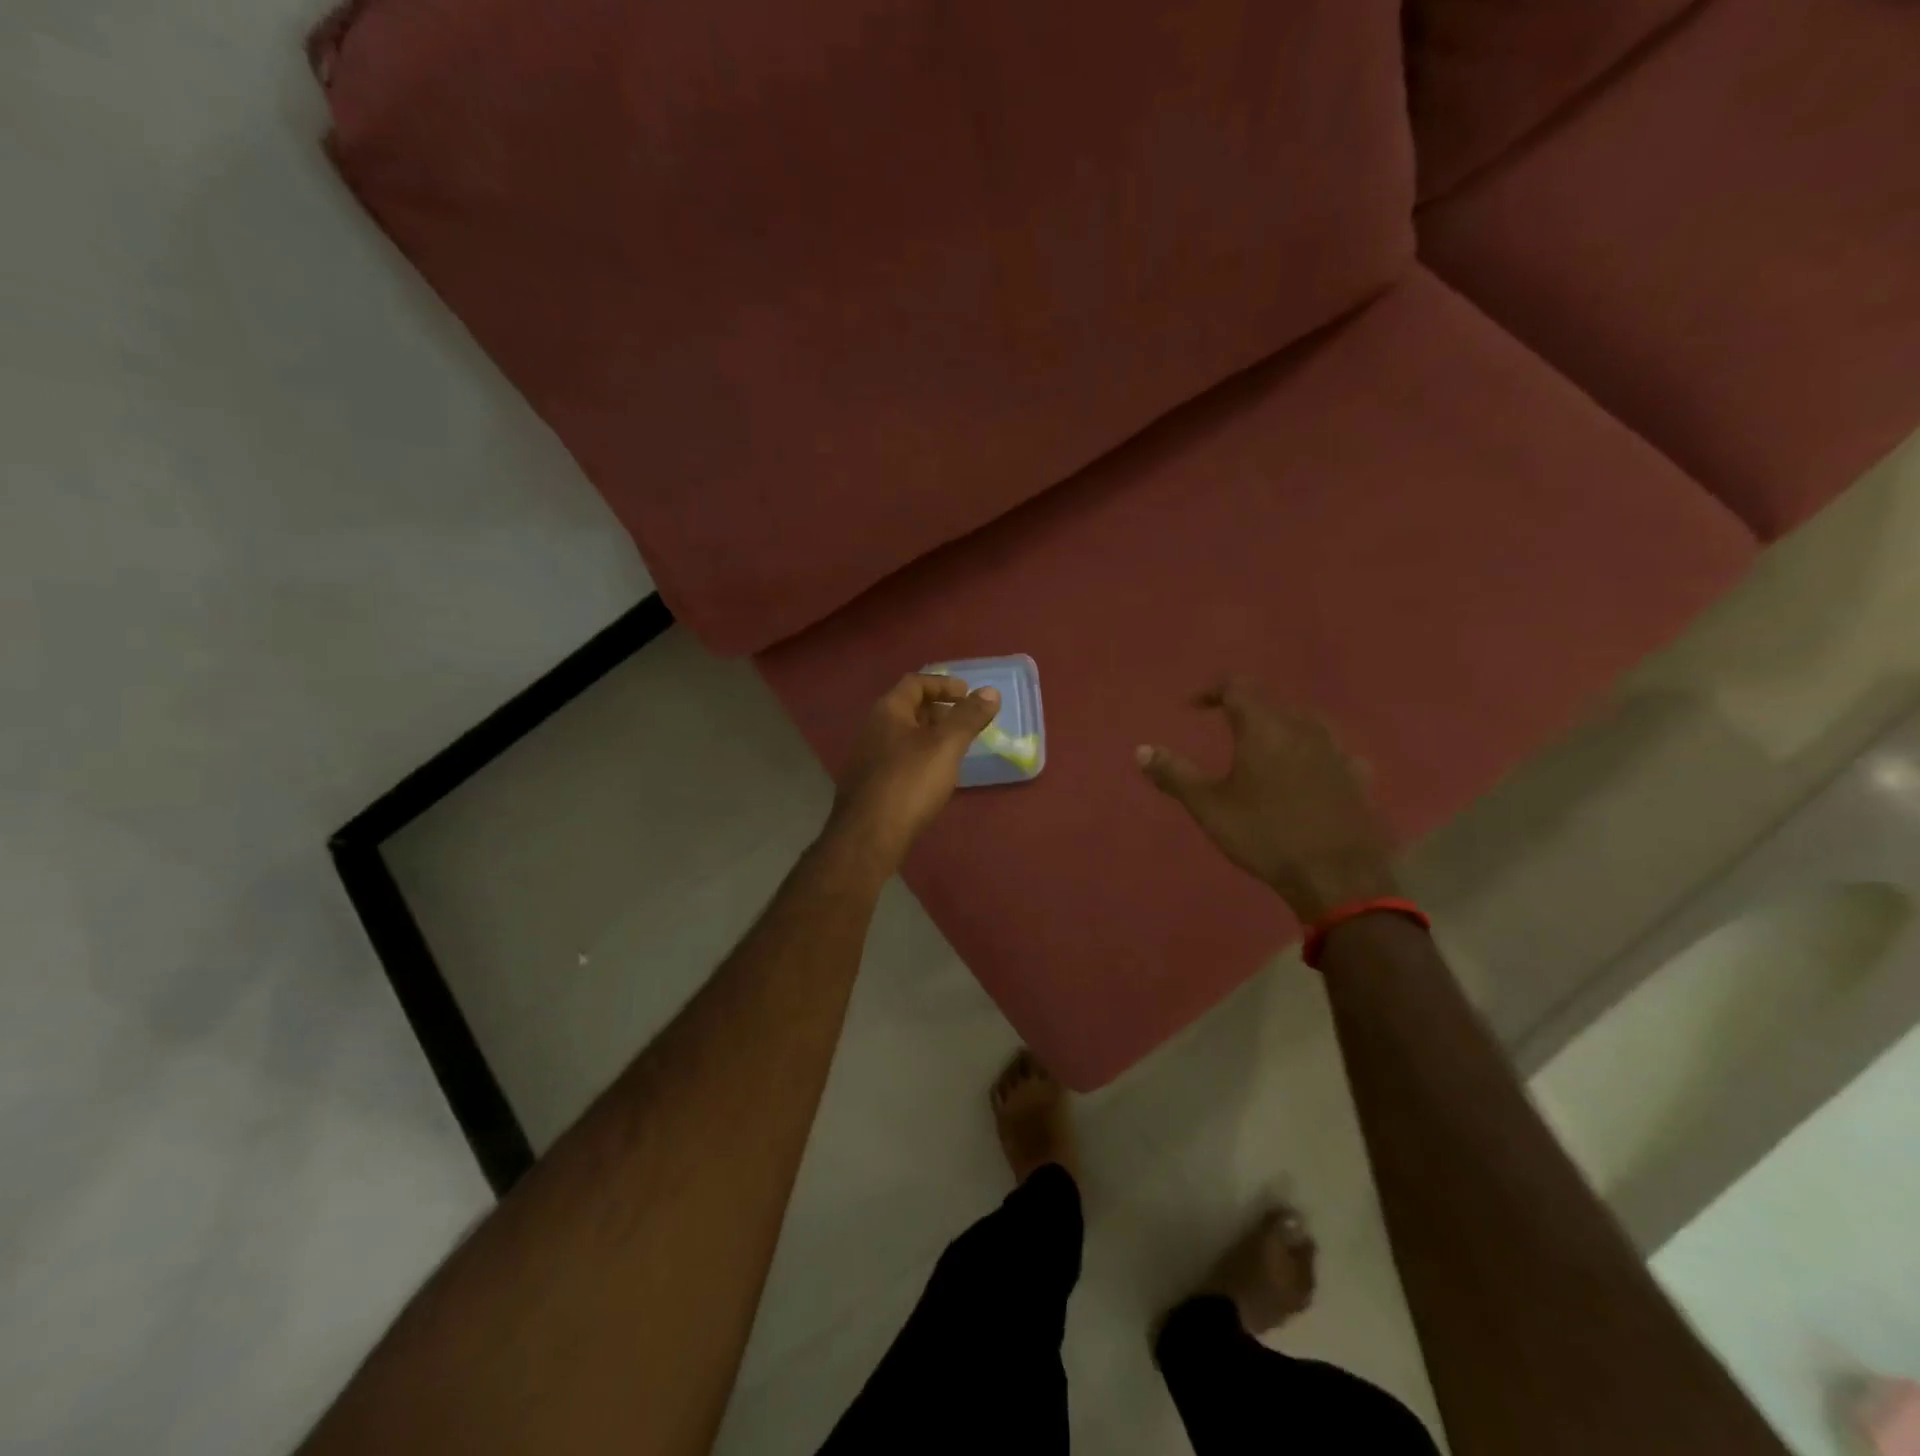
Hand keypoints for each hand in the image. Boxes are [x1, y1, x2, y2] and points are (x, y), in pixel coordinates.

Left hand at [826, 673, 1000, 870]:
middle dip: (939, 710)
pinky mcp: (870, 784)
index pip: (915, 683)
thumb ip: (968, 717)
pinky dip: (920, 757)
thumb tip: (991, 692)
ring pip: (904, 736)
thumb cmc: (909, 783)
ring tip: (955, 749)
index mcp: (888, 711)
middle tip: (965, 721)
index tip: (968, 694)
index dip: (943, 684)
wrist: (868, 836)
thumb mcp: (945, 745)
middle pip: (908, 708)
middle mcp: (873, 728)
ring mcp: (868, 757)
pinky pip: (899, 759)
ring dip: (930, 736)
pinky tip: (934, 777)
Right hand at [1137, 678, 1397, 923]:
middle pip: (1272, 700)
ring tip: (1267, 743)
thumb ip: (1174, 774)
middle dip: (1246, 706)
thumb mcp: (1209, 807)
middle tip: (1226, 723)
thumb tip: (1141, 750)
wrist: (1337, 875)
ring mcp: (1337, 750)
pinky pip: (1334, 749)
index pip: (1238, 687)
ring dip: (1282, 724)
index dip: (1213, 690)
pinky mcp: (1359, 776)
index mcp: (1263, 728)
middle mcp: (1303, 728)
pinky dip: (1315, 750)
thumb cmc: (1264, 835)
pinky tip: (1312, 769)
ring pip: (1306, 720)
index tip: (1195, 705)